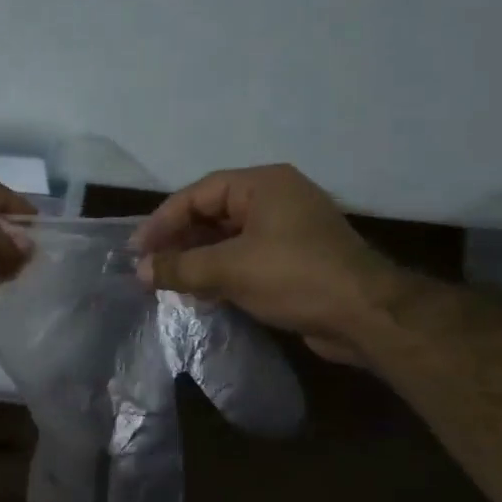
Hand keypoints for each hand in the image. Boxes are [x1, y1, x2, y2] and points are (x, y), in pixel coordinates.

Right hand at [132, 165, 395, 363]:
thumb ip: (181, 266)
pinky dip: (221, 274)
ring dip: (198, 261)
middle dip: (179, 242)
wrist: (365, 315)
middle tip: (149, 268)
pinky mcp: (294, 261)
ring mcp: (287, 231)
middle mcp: (275, 200)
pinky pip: (246, 259)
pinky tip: (201, 295)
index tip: (136, 250)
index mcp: (262, 185)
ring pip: (228, 240)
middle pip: (212, 214)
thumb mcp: (230, 269)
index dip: (162, 221)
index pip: (198, 194)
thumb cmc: (294, 277)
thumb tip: (140, 270)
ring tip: (169, 284)